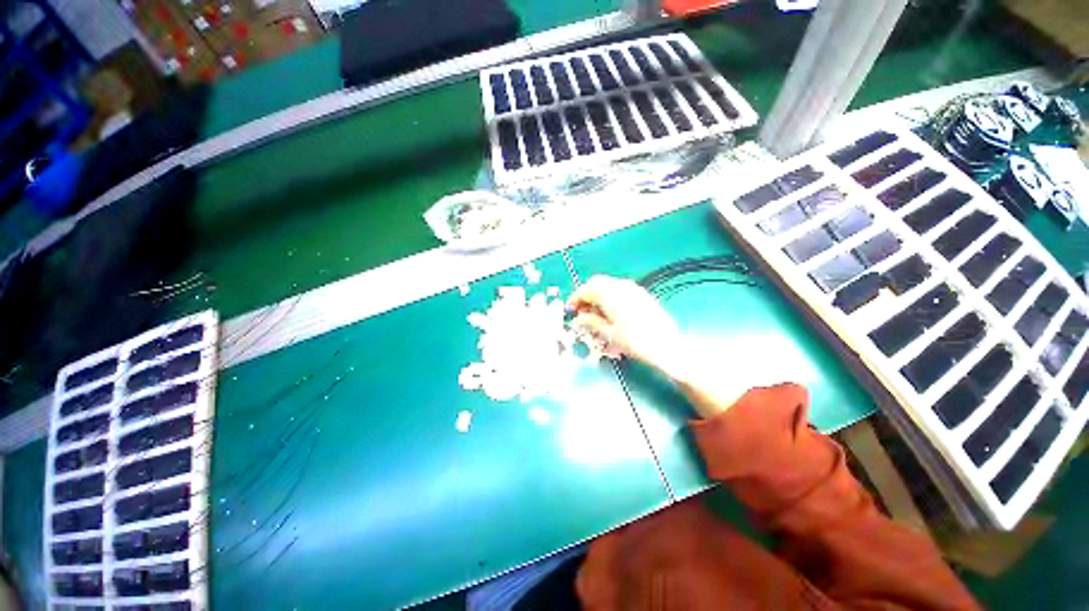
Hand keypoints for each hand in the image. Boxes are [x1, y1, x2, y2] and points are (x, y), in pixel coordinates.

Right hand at [568, 275, 683, 372]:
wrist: (667, 346)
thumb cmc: (634, 342)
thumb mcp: (608, 333)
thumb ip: (590, 321)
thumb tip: (579, 317)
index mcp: (609, 294)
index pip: (586, 289)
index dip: (575, 299)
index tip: (570, 310)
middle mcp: (620, 286)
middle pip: (597, 283)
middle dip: (586, 295)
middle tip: (581, 311)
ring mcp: (633, 288)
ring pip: (608, 285)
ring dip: (598, 295)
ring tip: (595, 313)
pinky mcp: (641, 294)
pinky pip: (620, 289)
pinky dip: (610, 296)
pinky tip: (611, 311)